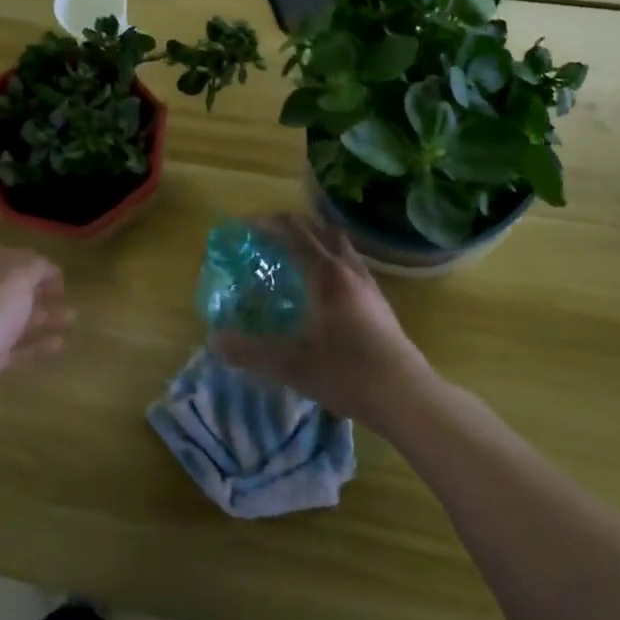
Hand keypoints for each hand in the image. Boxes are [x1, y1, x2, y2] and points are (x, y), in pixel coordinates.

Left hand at [0, 246, 72, 427]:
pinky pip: (19, 348)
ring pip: (18, 318)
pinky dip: (39, 344)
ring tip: (72, 316)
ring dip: (45, 315)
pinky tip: (60, 343)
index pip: (2, 256)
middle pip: (12, 289)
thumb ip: (35, 267)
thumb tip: (46, 266)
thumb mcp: (16, 280)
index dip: (27, 258)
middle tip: (64, 291)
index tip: (52, 267)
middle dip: (40, 288)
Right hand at [207, 214, 431, 426]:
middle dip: (291, 227)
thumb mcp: (290, 363)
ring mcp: (369, 285)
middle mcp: (348, 270)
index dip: (267, 224)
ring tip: (294, 259)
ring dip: (315, 241)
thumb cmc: (346, 372)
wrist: (405, 395)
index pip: (294, 231)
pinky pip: (351, 265)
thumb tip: (213, 340)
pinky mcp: (380, 303)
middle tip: (267, 241)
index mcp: (325, 273)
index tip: (245, 229)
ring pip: (340, 246)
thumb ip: (249, 350)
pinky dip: (331, 262)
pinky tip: (322, 291)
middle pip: (319, 230)